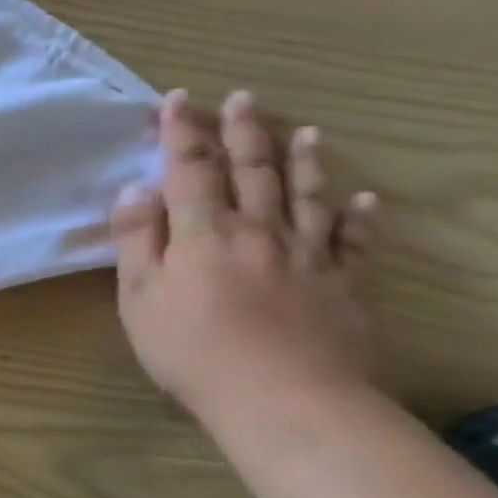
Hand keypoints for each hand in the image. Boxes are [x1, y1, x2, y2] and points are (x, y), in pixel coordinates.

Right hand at [111, 89, 376, 424]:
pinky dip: (357, 218)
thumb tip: (135, 190)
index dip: (181, 131)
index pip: (188, 168)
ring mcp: (305, 255)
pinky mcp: (340, 284)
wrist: (282, 398)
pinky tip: (362, 200)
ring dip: (302, 160)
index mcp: (202, 232)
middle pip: (250, 170)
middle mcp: (256, 230)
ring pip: (304, 195)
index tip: (176, 99)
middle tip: (242, 98)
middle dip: (242, 132)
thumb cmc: (191, 349)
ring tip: (306, 131)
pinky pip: (352, 242)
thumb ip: (136, 240)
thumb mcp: (139, 297)